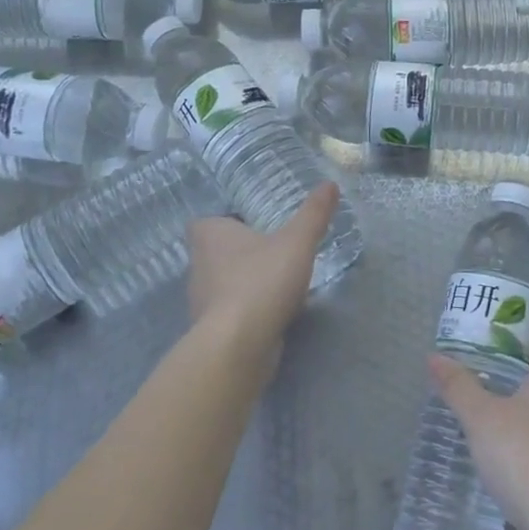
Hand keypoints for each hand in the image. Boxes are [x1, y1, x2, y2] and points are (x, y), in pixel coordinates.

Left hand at [187, 183, 337, 373]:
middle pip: (214, 253)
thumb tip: (330, 184)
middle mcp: (198, 266)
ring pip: (221, 284)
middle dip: (238, 252)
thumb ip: (313, 214)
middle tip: (271, 250)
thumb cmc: (262, 281)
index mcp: (210, 237)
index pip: (205, 222)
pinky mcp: (211, 332)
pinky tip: (272, 313)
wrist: (239, 345)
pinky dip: (247, 311)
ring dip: (243, 282)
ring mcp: (201, 302)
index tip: (250, 225)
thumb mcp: (297, 242)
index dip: (223, 222)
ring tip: (276, 282)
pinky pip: (229, 313)